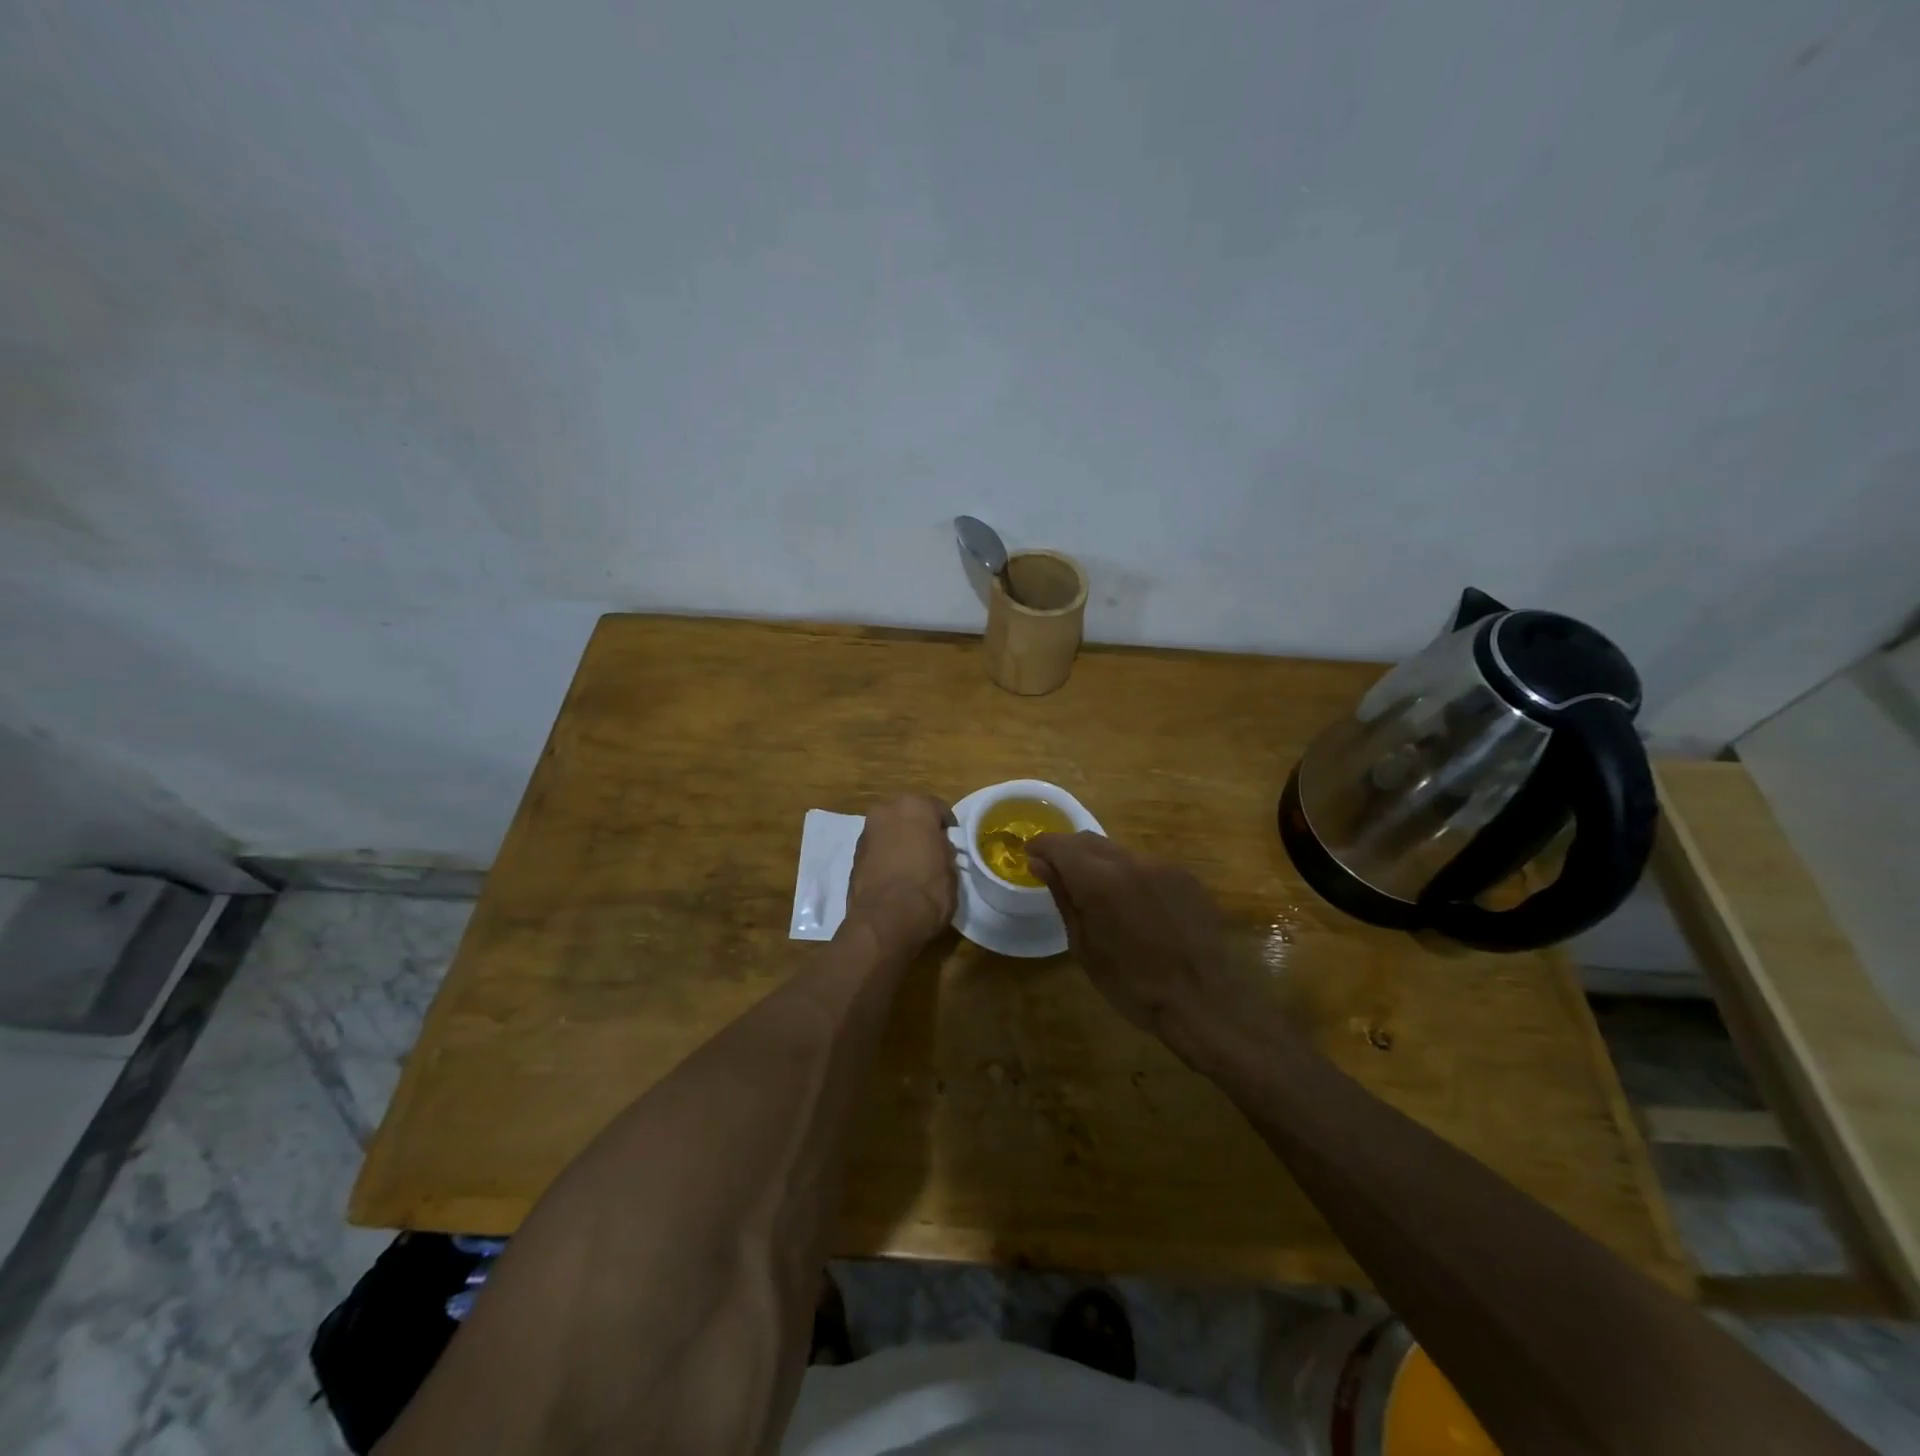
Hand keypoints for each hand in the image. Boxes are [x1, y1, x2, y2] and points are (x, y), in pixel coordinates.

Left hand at [846, 794, 957, 948]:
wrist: (885, 921)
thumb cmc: (928, 890)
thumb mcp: (951, 870)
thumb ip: (944, 851)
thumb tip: (939, 849)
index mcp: (915, 806)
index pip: (938, 809)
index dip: (947, 827)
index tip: (953, 842)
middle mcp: (886, 811)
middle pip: (909, 816)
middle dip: (919, 830)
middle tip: (931, 851)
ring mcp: (866, 833)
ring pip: (890, 832)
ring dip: (899, 842)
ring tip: (912, 866)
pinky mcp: (853, 856)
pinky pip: (877, 850)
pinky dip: (885, 858)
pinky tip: (895, 877)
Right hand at [1026, 833, 1230, 1035]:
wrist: (1203, 1001)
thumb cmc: (1132, 984)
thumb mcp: (1084, 946)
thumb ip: (1063, 897)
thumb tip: (1039, 864)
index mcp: (1099, 880)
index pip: (1060, 845)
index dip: (1041, 846)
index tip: (1030, 856)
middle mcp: (1131, 861)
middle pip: (1090, 841)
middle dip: (1069, 851)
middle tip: (1057, 872)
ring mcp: (1163, 866)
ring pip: (1120, 852)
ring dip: (1101, 864)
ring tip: (1098, 894)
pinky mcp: (1186, 877)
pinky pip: (1147, 867)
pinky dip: (1130, 876)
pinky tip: (1135, 906)